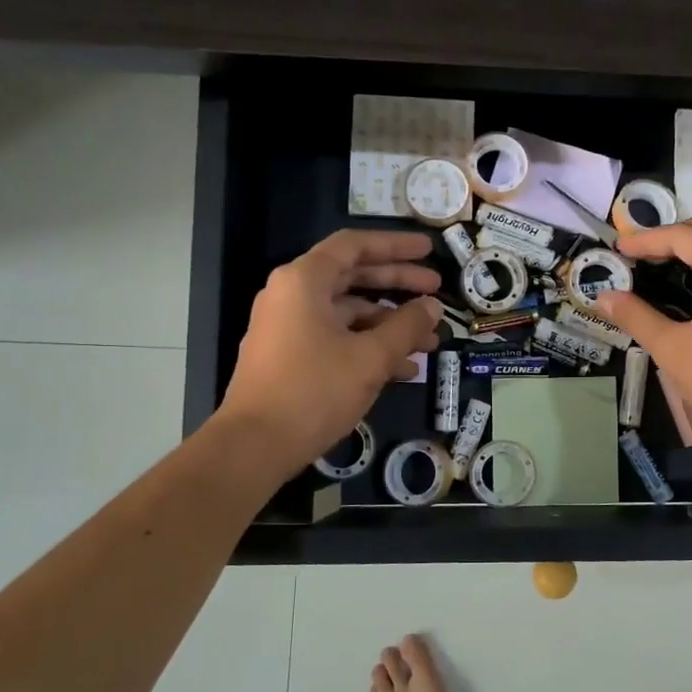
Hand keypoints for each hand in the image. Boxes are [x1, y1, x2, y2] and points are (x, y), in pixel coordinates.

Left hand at [217, 230, 443, 473]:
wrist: (254, 446)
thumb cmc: (314, 390)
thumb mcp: (370, 357)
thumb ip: (406, 327)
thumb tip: (432, 307)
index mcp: (304, 281)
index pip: (354, 246)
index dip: (395, 245)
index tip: (428, 250)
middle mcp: (292, 295)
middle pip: (353, 277)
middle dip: (398, 285)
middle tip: (437, 290)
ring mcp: (289, 327)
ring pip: (348, 313)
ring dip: (389, 324)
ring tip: (430, 341)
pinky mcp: (290, 356)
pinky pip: (336, 338)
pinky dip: (368, 346)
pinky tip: (404, 369)